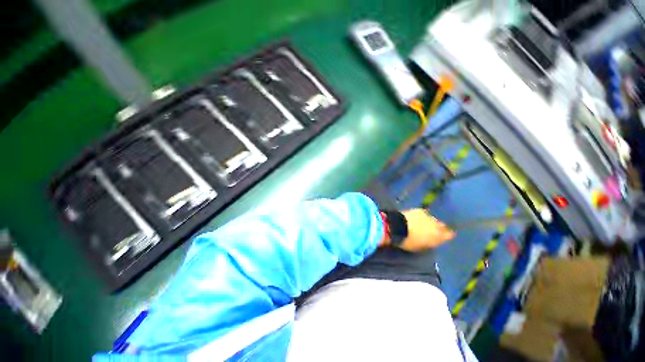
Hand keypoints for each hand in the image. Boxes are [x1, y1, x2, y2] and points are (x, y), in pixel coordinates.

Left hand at [397, 209, 454, 251]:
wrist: (398, 227)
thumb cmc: (408, 241)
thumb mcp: (419, 247)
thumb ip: (428, 243)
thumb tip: (430, 241)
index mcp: (437, 237)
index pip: (449, 235)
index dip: (447, 235)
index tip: (445, 236)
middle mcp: (436, 226)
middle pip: (441, 226)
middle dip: (438, 228)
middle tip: (431, 230)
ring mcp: (428, 217)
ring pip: (433, 219)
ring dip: (429, 221)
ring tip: (422, 223)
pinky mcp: (420, 210)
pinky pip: (424, 213)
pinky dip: (421, 216)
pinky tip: (416, 217)